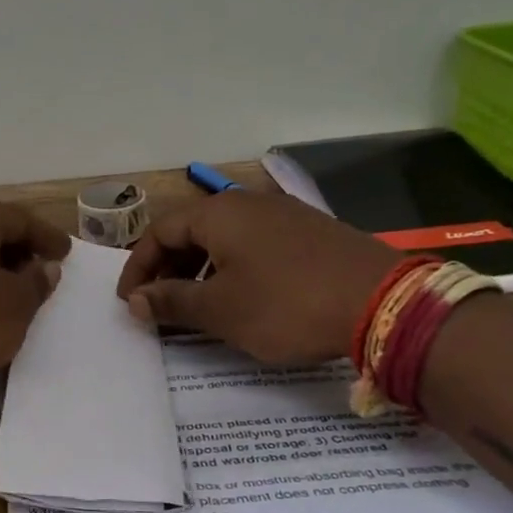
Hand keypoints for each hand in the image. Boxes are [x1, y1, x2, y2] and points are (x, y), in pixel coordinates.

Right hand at [116, 191, 397, 363]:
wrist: (382, 303)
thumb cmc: (284, 304)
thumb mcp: (219, 309)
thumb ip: (171, 302)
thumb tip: (135, 300)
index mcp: (218, 214)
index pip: (159, 232)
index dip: (138, 267)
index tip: (130, 301)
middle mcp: (247, 203)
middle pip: (191, 231)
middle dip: (168, 268)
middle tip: (159, 305)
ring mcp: (282, 214)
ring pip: (224, 238)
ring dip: (200, 270)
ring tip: (197, 306)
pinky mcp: (309, 232)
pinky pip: (254, 245)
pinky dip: (233, 268)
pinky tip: (242, 297)